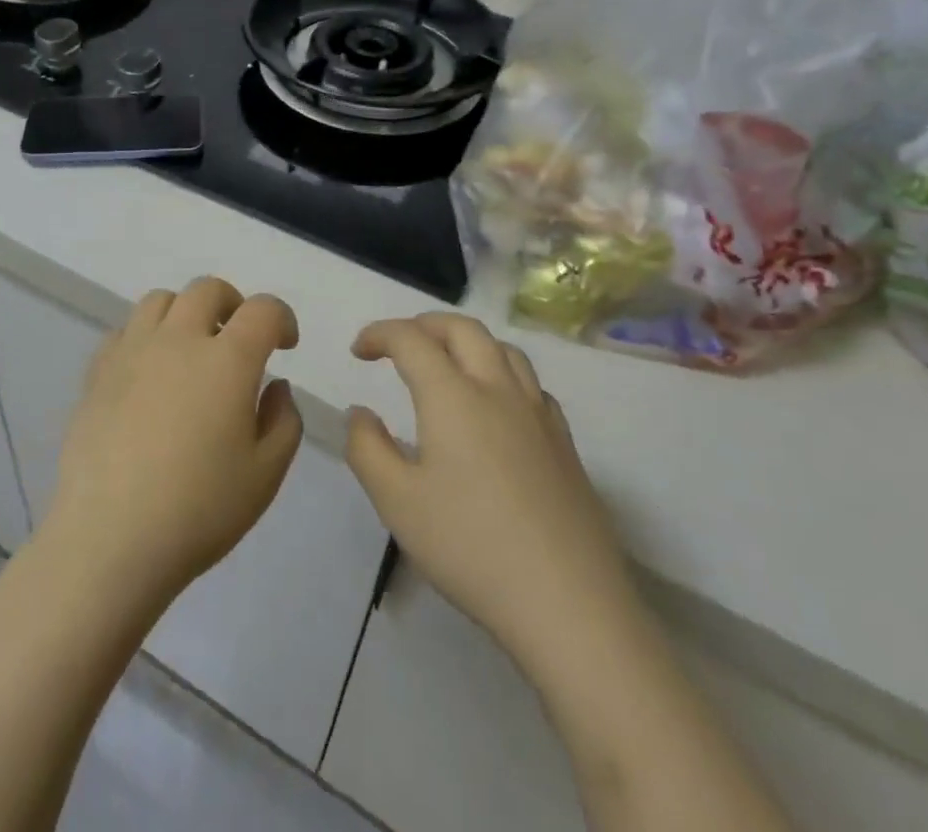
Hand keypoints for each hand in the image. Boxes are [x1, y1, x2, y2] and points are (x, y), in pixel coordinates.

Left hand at [41, 278, 303, 609]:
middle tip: (239, 339)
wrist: (110, 539)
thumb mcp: (265, 475)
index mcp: (227, 360)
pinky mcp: (97, 372)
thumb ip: (284, 421)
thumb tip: (275, 386)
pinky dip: (146, 337)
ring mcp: (132, 352)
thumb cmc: (199, 510)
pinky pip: (125, 331)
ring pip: (161, 300)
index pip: (262, 310)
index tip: (285, 345)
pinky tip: (149, 373)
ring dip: (185, 313)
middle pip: (208, 290)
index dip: (281, 318)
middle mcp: (179, 340)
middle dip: (233, 304)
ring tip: (191, 349)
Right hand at [345, 313, 636, 664]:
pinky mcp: (565, 442)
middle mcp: (498, 389)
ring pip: (503, 348)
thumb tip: (360, 412)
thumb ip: (368, 449)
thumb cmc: (471, 548)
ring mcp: (539, 413)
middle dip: (424, 324)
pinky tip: (495, 408)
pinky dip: (502, 373)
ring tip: (447, 365)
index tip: (358, 351)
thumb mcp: (397, 503)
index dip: (379, 334)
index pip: (411, 340)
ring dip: (466, 342)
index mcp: (453, 395)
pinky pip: (530, 383)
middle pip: (462, 328)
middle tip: (398, 345)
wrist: (568, 603)